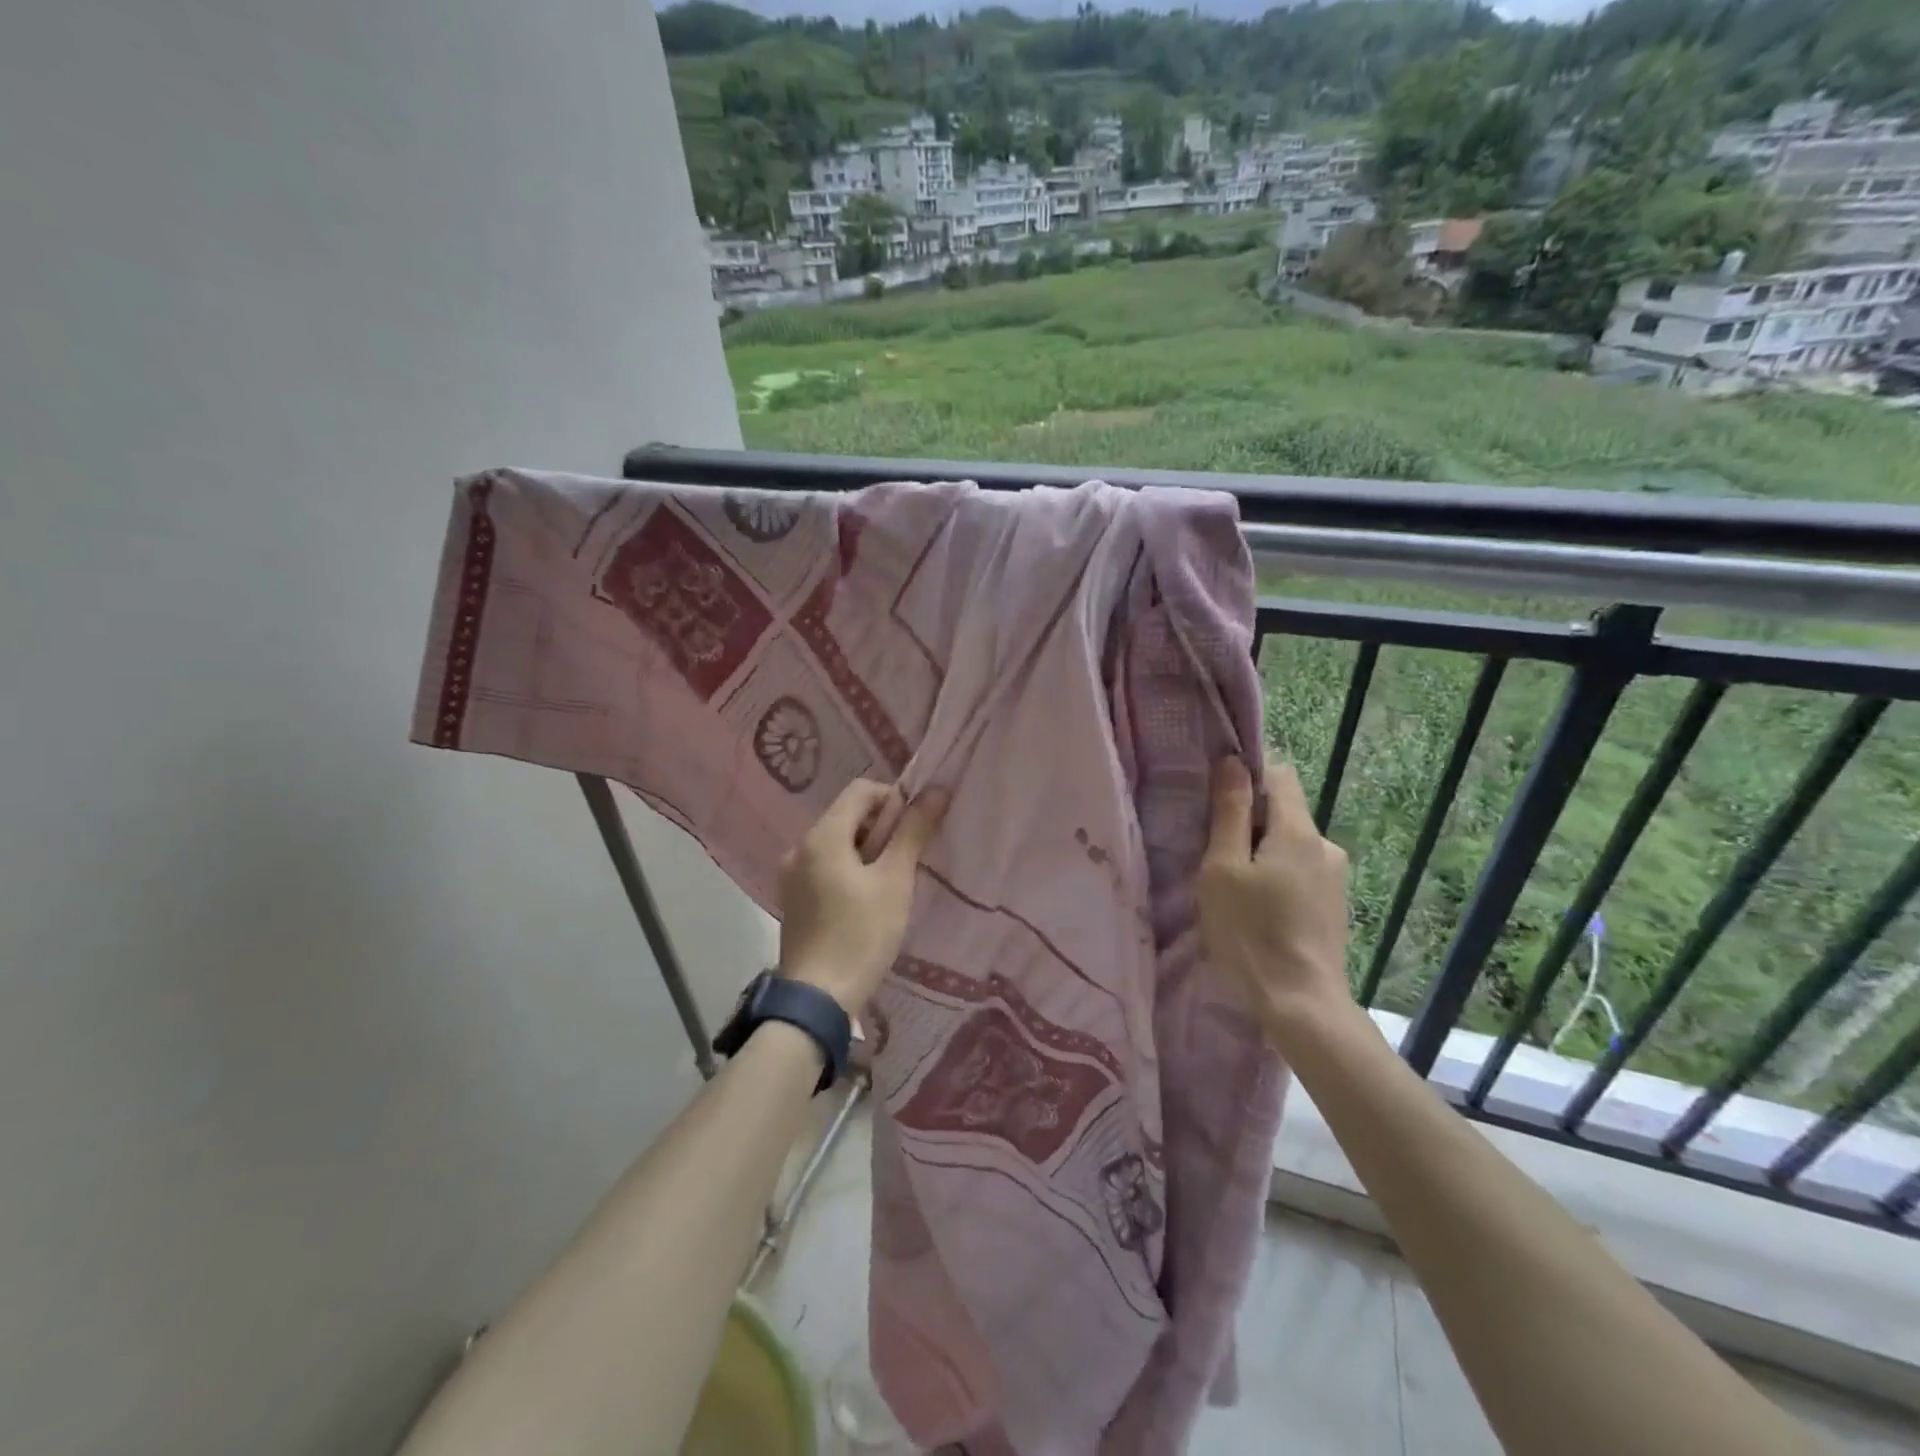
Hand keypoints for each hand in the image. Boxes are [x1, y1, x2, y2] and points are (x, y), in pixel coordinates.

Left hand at [777, 779, 949, 1015]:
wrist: (817, 999)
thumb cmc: (861, 934)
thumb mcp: (895, 880)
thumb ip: (913, 832)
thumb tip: (935, 791)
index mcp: (821, 836)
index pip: (860, 790)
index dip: (893, 799)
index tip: (915, 829)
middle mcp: (799, 847)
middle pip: (847, 816)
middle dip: (882, 828)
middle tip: (907, 860)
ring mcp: (791, 875)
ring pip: (837, 843)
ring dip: (868, 850)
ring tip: (891, 883)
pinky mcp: (793, 899)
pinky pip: (826, 867)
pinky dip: (849, 870)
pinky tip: (867, 900)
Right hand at [1199, 756, 1351, 1038]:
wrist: (1301, 1004)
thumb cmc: (1250, 932)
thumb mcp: (1223, 868)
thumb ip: (1230, 813)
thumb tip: (1234, 762)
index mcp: (1298, 831)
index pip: (1279, 774)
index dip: (1247, 777)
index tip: (1216, 802)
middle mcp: (1325, 846)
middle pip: (1283, 812)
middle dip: (1249, 822)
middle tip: (1215, 854)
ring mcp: (1334, 878)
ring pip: (1289, 845)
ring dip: (1261, 853)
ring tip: (1233, 887)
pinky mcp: (1333, 905)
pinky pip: (1299, 872)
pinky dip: (1276, 877)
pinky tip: (1258, 909)